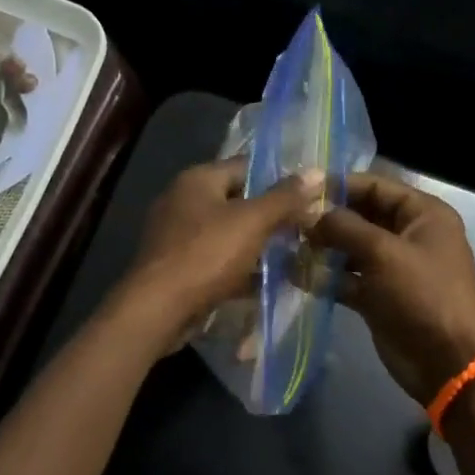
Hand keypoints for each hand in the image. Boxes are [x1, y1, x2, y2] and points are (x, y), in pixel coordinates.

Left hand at [121, 159, 324, 350]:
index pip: (246, 166)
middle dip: (271, 215)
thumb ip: (285, 197)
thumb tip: (317, 171)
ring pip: (228, 232)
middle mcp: (183, 200)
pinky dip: (240, 267)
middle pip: (237, 200)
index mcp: (198, 179)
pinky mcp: (177, 266)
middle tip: (305, 228)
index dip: (279, 178)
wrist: (158, 309)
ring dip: (257, 244)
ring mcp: (177, 235)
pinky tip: (266, 281)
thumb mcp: (252, 221)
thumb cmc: (206, 254)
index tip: (309, 195)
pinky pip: (217, 259)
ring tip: (293, 255)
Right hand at [309, 172, 474, 404]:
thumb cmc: (423, 295)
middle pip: (360, 216)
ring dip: (321, 248)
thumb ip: (343, 226)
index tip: (299, 189)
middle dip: (325, 219)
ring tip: (284, 246)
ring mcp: (393, 267)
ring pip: (350, 249)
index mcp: (422, 214)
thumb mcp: (383, 252)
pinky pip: (347, 279)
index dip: (339, 185)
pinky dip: (325, 277)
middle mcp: (408, 235)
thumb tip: (307, 212)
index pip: (375, 186)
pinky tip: (293, 274)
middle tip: (286, 221)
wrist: (450, 363)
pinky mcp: (379, 297)